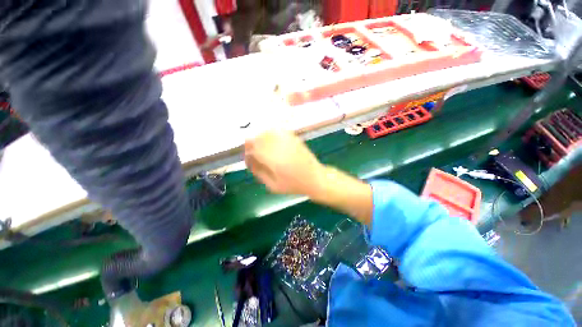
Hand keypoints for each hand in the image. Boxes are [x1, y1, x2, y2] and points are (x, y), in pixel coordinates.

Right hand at [244, 130, 324, 195]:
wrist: (315, 178)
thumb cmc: (294, 185)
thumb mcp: (273, 185)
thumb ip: (259, 172)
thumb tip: (249, 161)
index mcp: (273, 159)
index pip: (253, 148)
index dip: (247, 151)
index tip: (248, 157)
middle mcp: (279, 146)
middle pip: (259, 137)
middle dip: (252, 143)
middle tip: (253, 152)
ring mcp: (287, 140)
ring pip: (267, 132)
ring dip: (260, 138)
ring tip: (262, 148)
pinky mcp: (294, 138)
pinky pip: (278, 131)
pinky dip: (271, 134)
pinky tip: (271, 142)